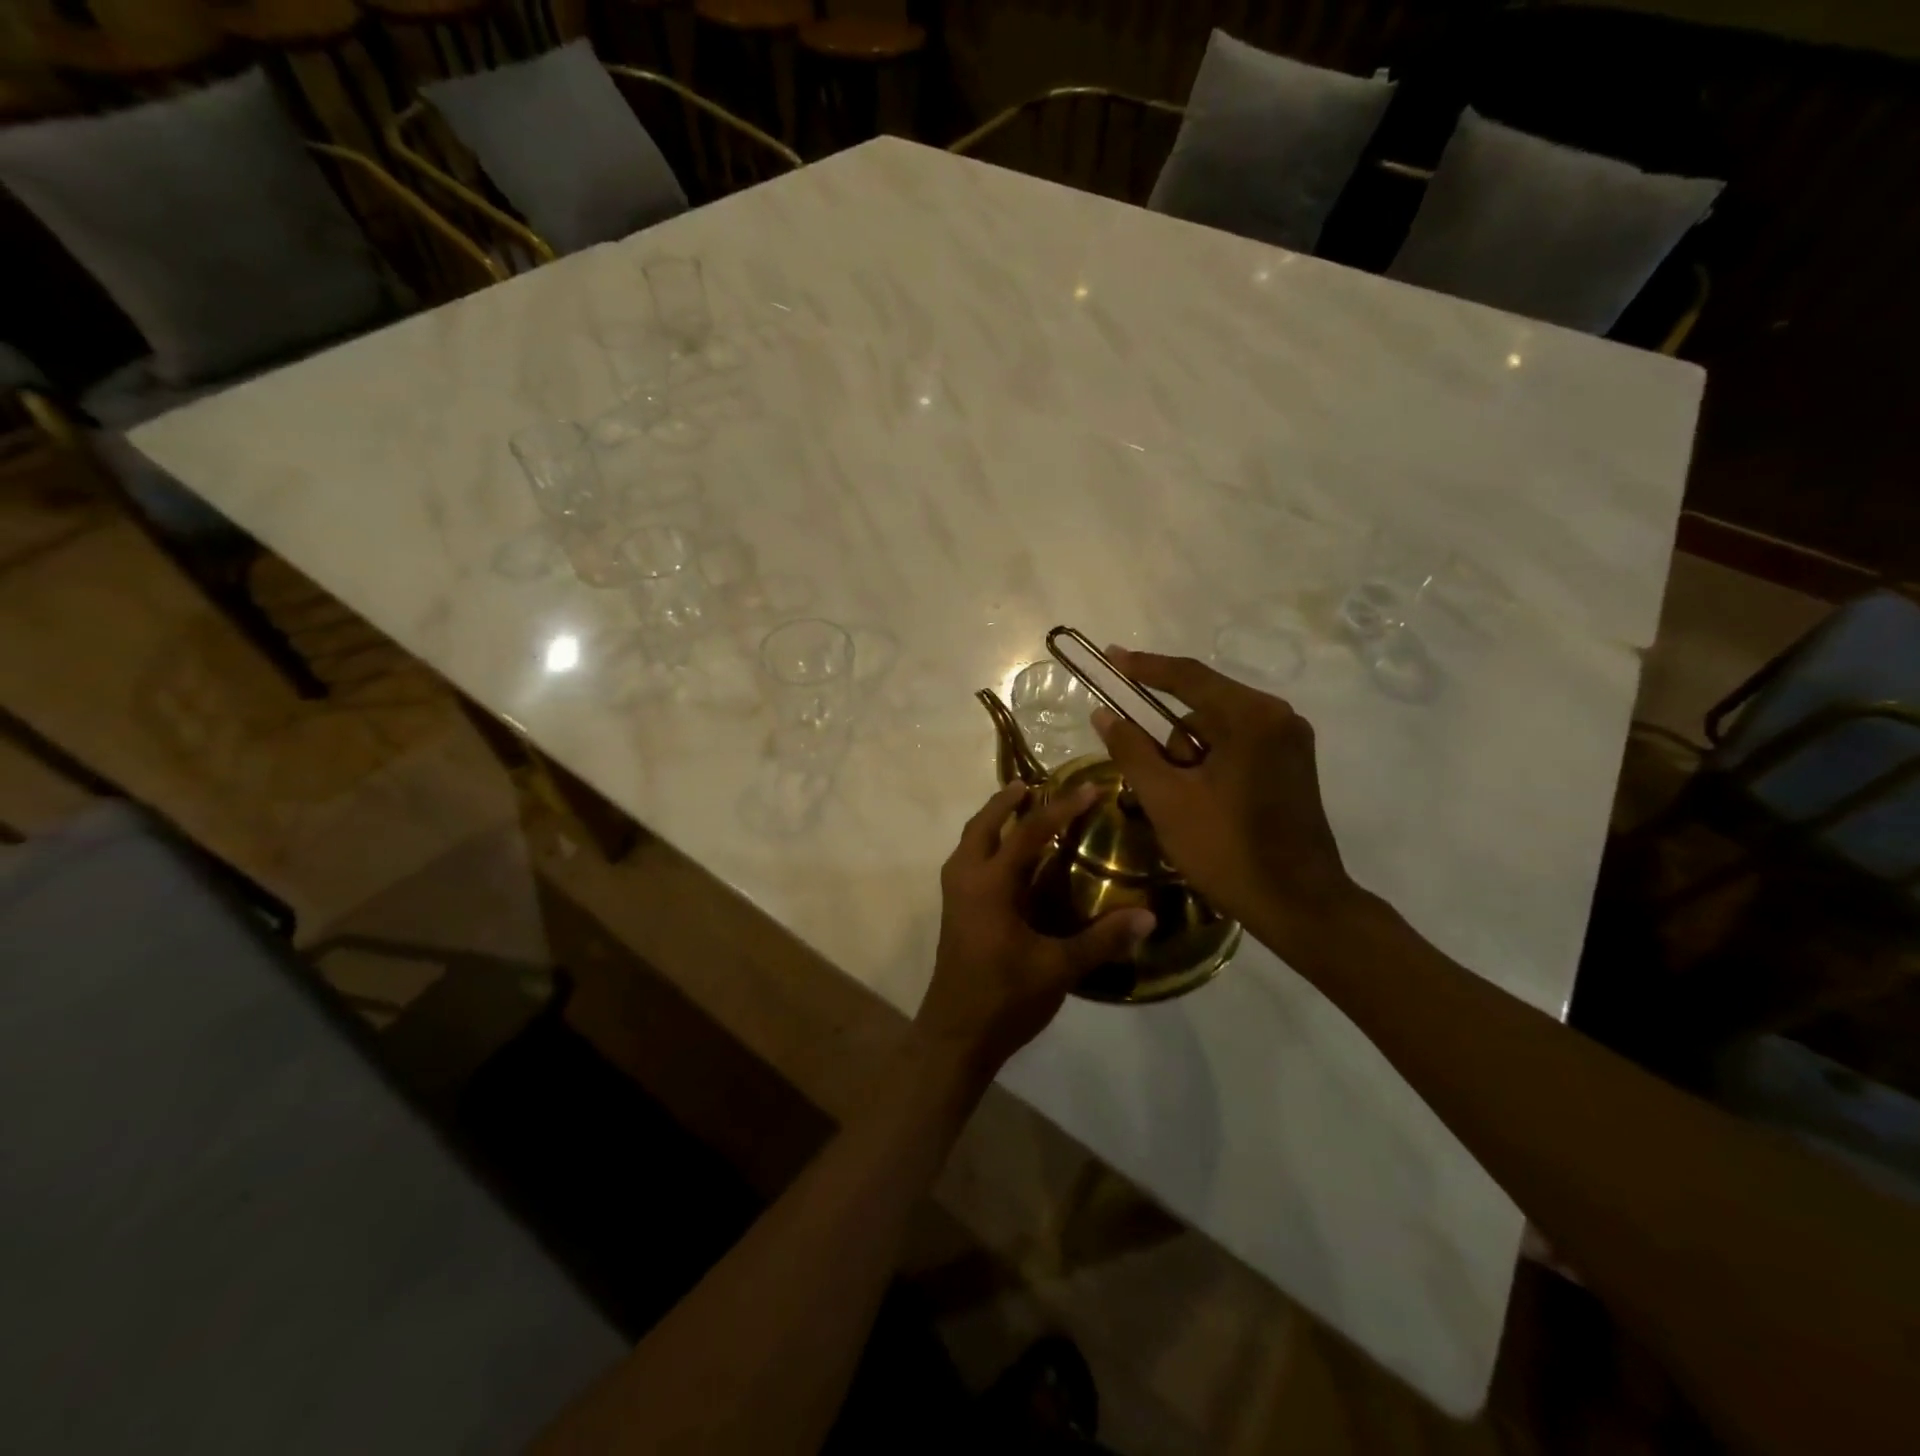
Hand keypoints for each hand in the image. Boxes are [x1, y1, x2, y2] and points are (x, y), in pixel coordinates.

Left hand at [916, 781, 1156, 1076]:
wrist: (955, 1037)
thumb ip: (1102, 940)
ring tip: (1020, 807)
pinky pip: (968, 858)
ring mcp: (954, 894)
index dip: (1062, 809)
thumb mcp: (1058, 969)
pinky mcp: (955, 910)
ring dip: (993, 819)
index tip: (1090, 789)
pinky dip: (986, 842)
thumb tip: (1149, 915)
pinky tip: (1009, 857)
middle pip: (983, 824)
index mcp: (990, 884)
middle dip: (1008, 800)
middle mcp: (966, 879)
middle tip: (1037, 785)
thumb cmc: (1004, 999)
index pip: (1029, 832)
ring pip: (970, 840)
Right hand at [1091, 649, 1357, 954]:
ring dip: (1188, 755)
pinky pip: (1237, 745)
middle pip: (1202, 705)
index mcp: (1251, 717)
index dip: (1143, 667)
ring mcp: (1290, 740)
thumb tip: (1103, 714)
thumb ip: (1132, 750)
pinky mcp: (1292, 764)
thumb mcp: (1166, 800)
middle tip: (1152, 781)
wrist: (1299, 906)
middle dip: (1168, 739)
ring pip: (1217, 729)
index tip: (1109, 656)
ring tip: (1181, 804)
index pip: (1187, 677)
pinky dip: (1210, 763)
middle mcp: (1277, 717)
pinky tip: (1202, 800)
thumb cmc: (1227, 850)